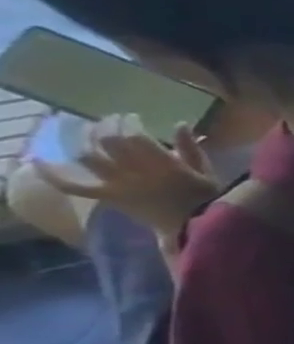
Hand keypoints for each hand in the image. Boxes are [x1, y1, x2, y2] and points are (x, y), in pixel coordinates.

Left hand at [32, 117, 220, 239]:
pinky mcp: (106, 196)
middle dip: (107, 126)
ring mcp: (117, 185)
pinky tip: (38, 159)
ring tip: (89, 131)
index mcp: (163, 166)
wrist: (191, 226)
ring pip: (88, 157)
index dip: (128, 123)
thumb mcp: (206, 171)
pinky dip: (52, 174)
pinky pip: (73, 186)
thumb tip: (181, 124)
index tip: (133, 118)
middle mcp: (135, 173)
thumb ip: (191, 148)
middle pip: (107, 143)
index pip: (133, 137)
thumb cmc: (205, 197)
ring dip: (84, 140)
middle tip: (112, 120)